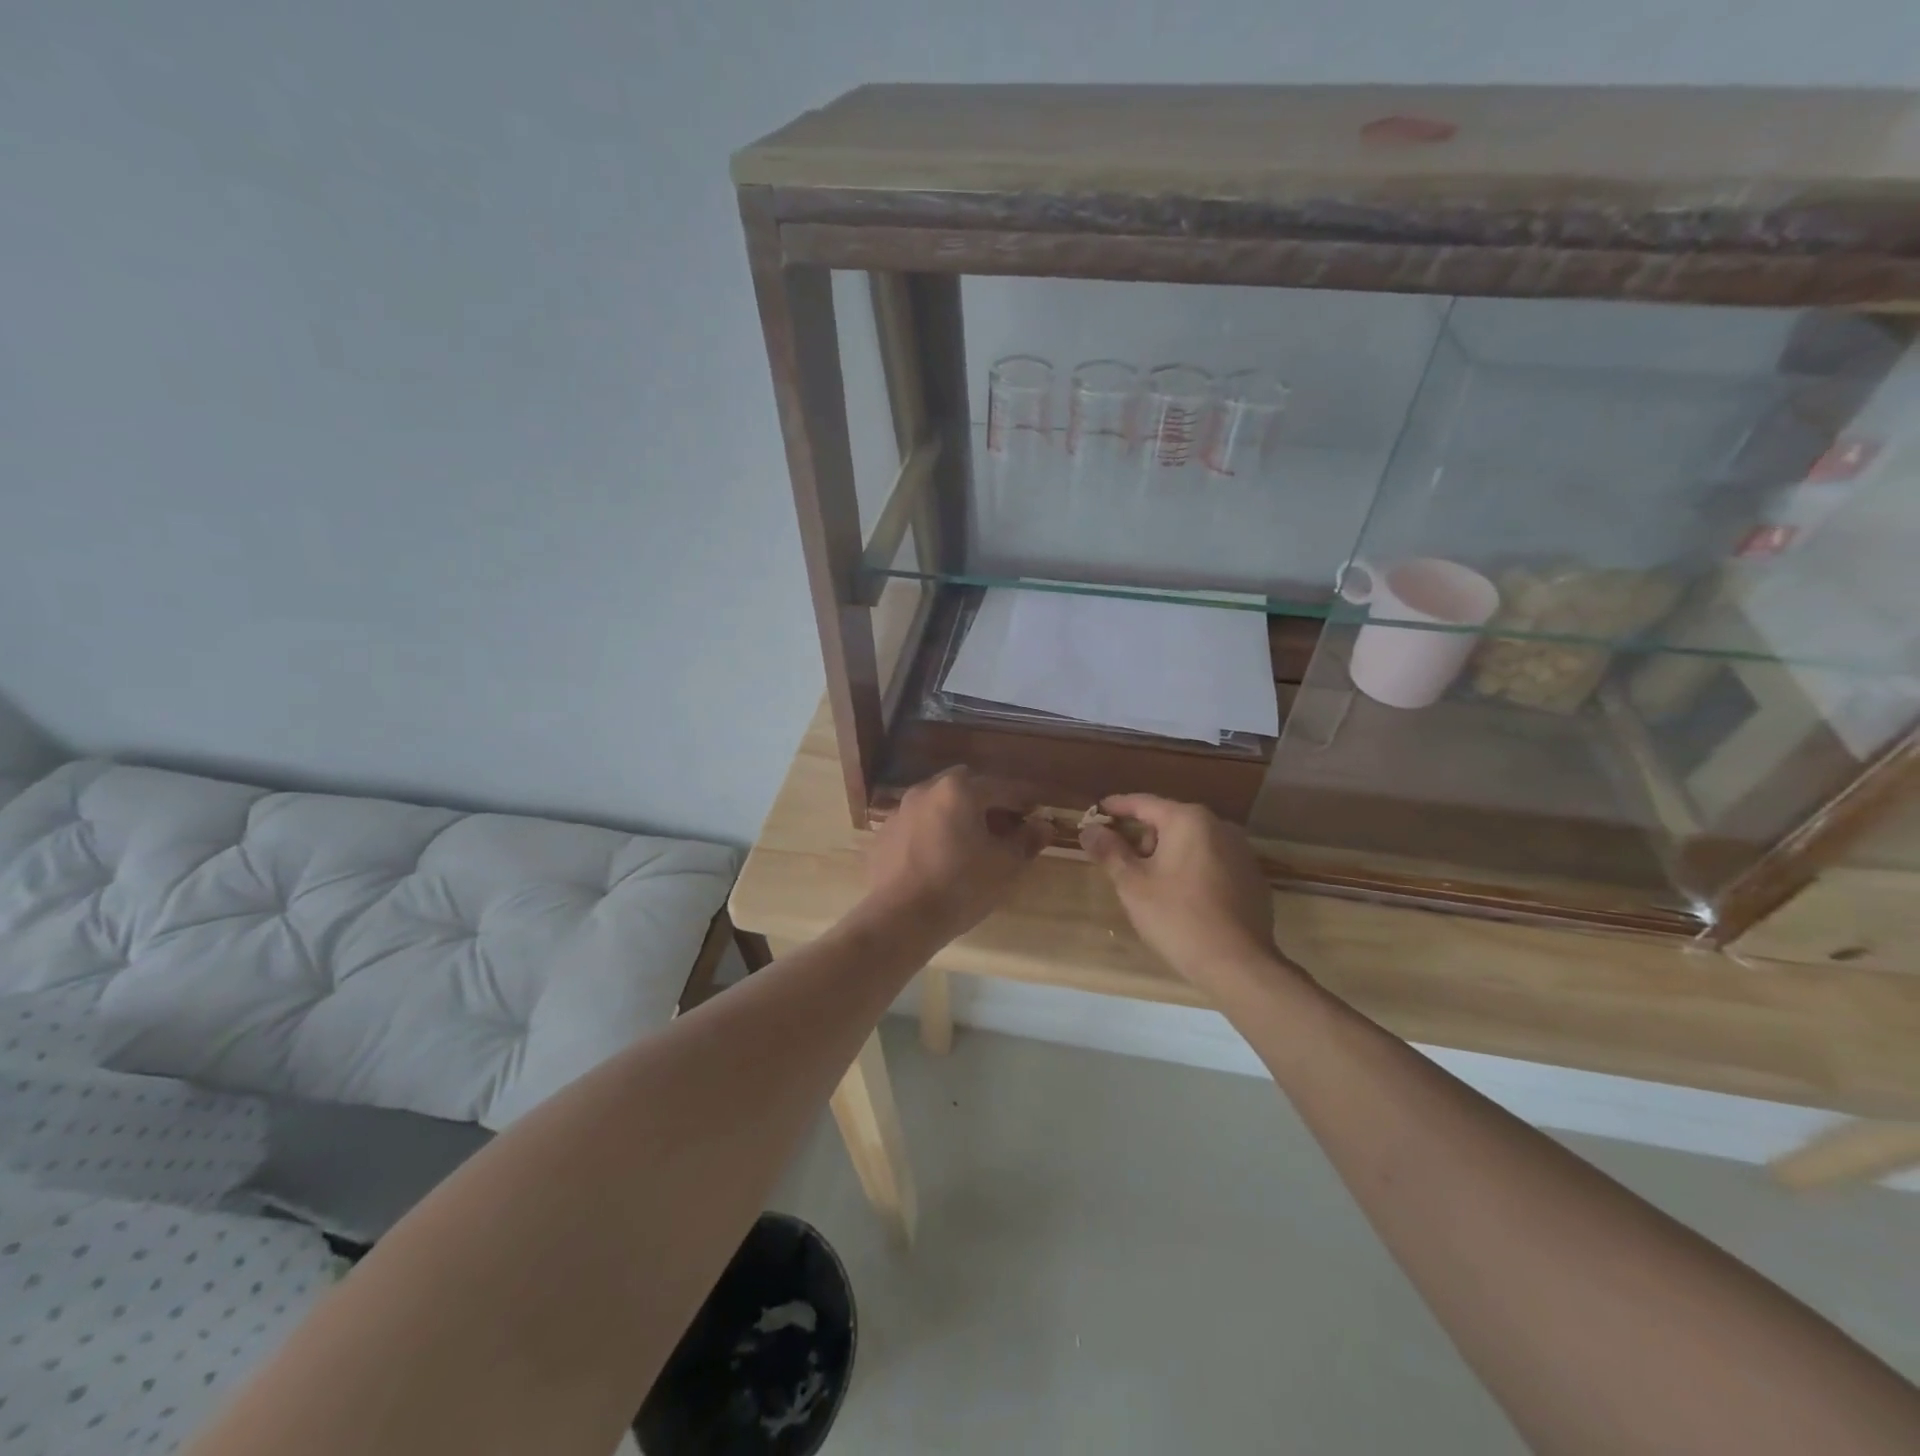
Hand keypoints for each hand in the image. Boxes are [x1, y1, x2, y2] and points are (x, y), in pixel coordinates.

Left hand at [863, 767, 1048, 942]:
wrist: (899, 919)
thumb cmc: (960, 886)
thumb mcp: (1005, 866)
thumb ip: (1027, 840)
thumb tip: (1043, 825)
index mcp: (960, 790)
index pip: (1003, 788)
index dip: (1025, 800)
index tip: (1039, 812)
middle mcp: (927, 790)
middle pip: (966, 787)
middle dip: (988, 801)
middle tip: (1004, 826)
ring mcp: (900, 811)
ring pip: (938, 803)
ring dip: (958, 815)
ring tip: (971, 843)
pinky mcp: (884, 835)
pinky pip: (918, 824)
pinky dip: (934, 832)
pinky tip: (940, 857)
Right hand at [1079, 794, 1297, 998]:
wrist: (1239, 965)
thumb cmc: (1178, 918)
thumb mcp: (1133, 885)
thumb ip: (1109, 851)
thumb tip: (1089, 829)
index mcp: (1188, 820)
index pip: (1143, 803)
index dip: (1116, 807)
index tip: (1096, 812)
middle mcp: (1219, 826)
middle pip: (1169, 821)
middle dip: (1142, 836)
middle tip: (1120, 860)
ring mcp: (1240, 851)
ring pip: (1192, 842)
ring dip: (1167, 853)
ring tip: (1149, 883)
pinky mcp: (1252, 877)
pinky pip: (1212, 861)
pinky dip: (1191, 868)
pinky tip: (1182, 897)